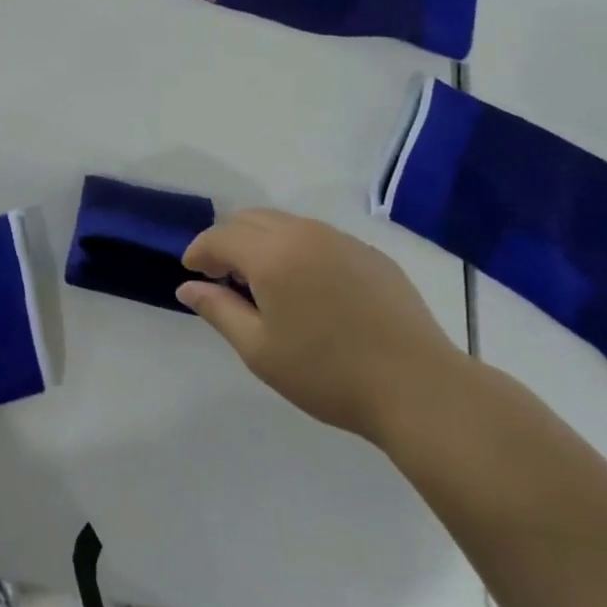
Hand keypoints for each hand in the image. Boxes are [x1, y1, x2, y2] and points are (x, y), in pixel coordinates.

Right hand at [177, 209, 469, 440]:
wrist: (418, 387)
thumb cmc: (328, 373)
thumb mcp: (259, 350)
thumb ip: (218, 310)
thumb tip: (187, 286)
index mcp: (272, 255)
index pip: (220, 236)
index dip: (199, 251)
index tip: (192, 273)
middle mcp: (304, 234)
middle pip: (250, 219)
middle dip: (227, 240)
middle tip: (222, 277)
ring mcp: (341, 240)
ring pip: (285, 223)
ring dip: (261, 241)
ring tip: (262, 282)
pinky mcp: (370, 253)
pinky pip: (318, 236)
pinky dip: (295, 248)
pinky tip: (306, 287)